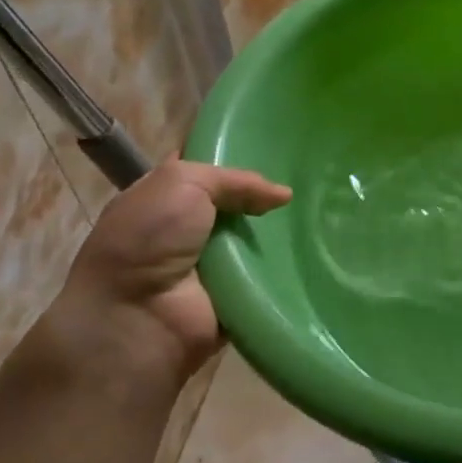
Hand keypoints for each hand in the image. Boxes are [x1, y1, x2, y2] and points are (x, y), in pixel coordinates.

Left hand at [48, 160, 290, 384]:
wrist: (137, 319)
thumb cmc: (147, 239)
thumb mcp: (182, 182)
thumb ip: (235, 179)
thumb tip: (282, 196)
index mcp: (163, 196)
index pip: (205, 165)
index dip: (234, 151)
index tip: (274, 143)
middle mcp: (187, 227)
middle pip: (238, 200)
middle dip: (267, 191)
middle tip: (309, 174)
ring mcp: (213, 262)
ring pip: (258, 235)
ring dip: (283, 228)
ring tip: (324, 207)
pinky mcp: (235, 292)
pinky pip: (270, 271)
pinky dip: (288, 263)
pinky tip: (314, 246)